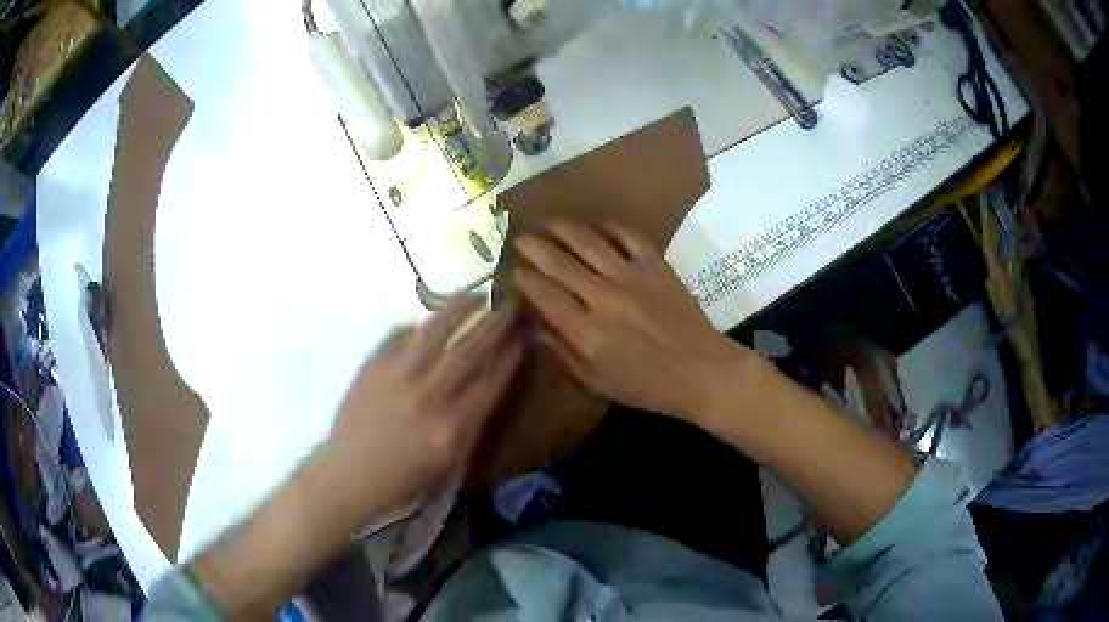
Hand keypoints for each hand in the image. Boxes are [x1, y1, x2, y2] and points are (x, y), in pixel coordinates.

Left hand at [314, 296, 522, 526]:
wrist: (348, 476)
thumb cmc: (403, 481)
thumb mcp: (449, 467)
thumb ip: (472, 427)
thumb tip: (488, 384)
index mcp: (453, 427)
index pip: (492, 380)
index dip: (512, 354)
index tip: (525, 334)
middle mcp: (429, 395)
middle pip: (471, 349)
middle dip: (496, 322)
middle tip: (511, 303)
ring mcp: (398, 375)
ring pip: (437, 330)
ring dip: (462, 308)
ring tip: (478, 294)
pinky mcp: (373, 365)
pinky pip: (402, 334)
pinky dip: (420, 325)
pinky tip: (431, 320)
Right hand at [512, 221, 751, 422]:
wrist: (700, 371)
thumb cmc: (645, 385)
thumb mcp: (596, 380)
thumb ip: (563, 351)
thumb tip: (535, 325)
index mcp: (586, 331)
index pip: (544, 294)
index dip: (524, 278)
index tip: (513, 269)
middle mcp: (603, 297)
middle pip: (559, 262)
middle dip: (534, 247)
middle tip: (520, 238)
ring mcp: (631, 276)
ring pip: (588, 242)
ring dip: (563, 228)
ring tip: (548, 223)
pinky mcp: (656, 265)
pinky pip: (628, 236)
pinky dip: (609, 226)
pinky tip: (596, 225)